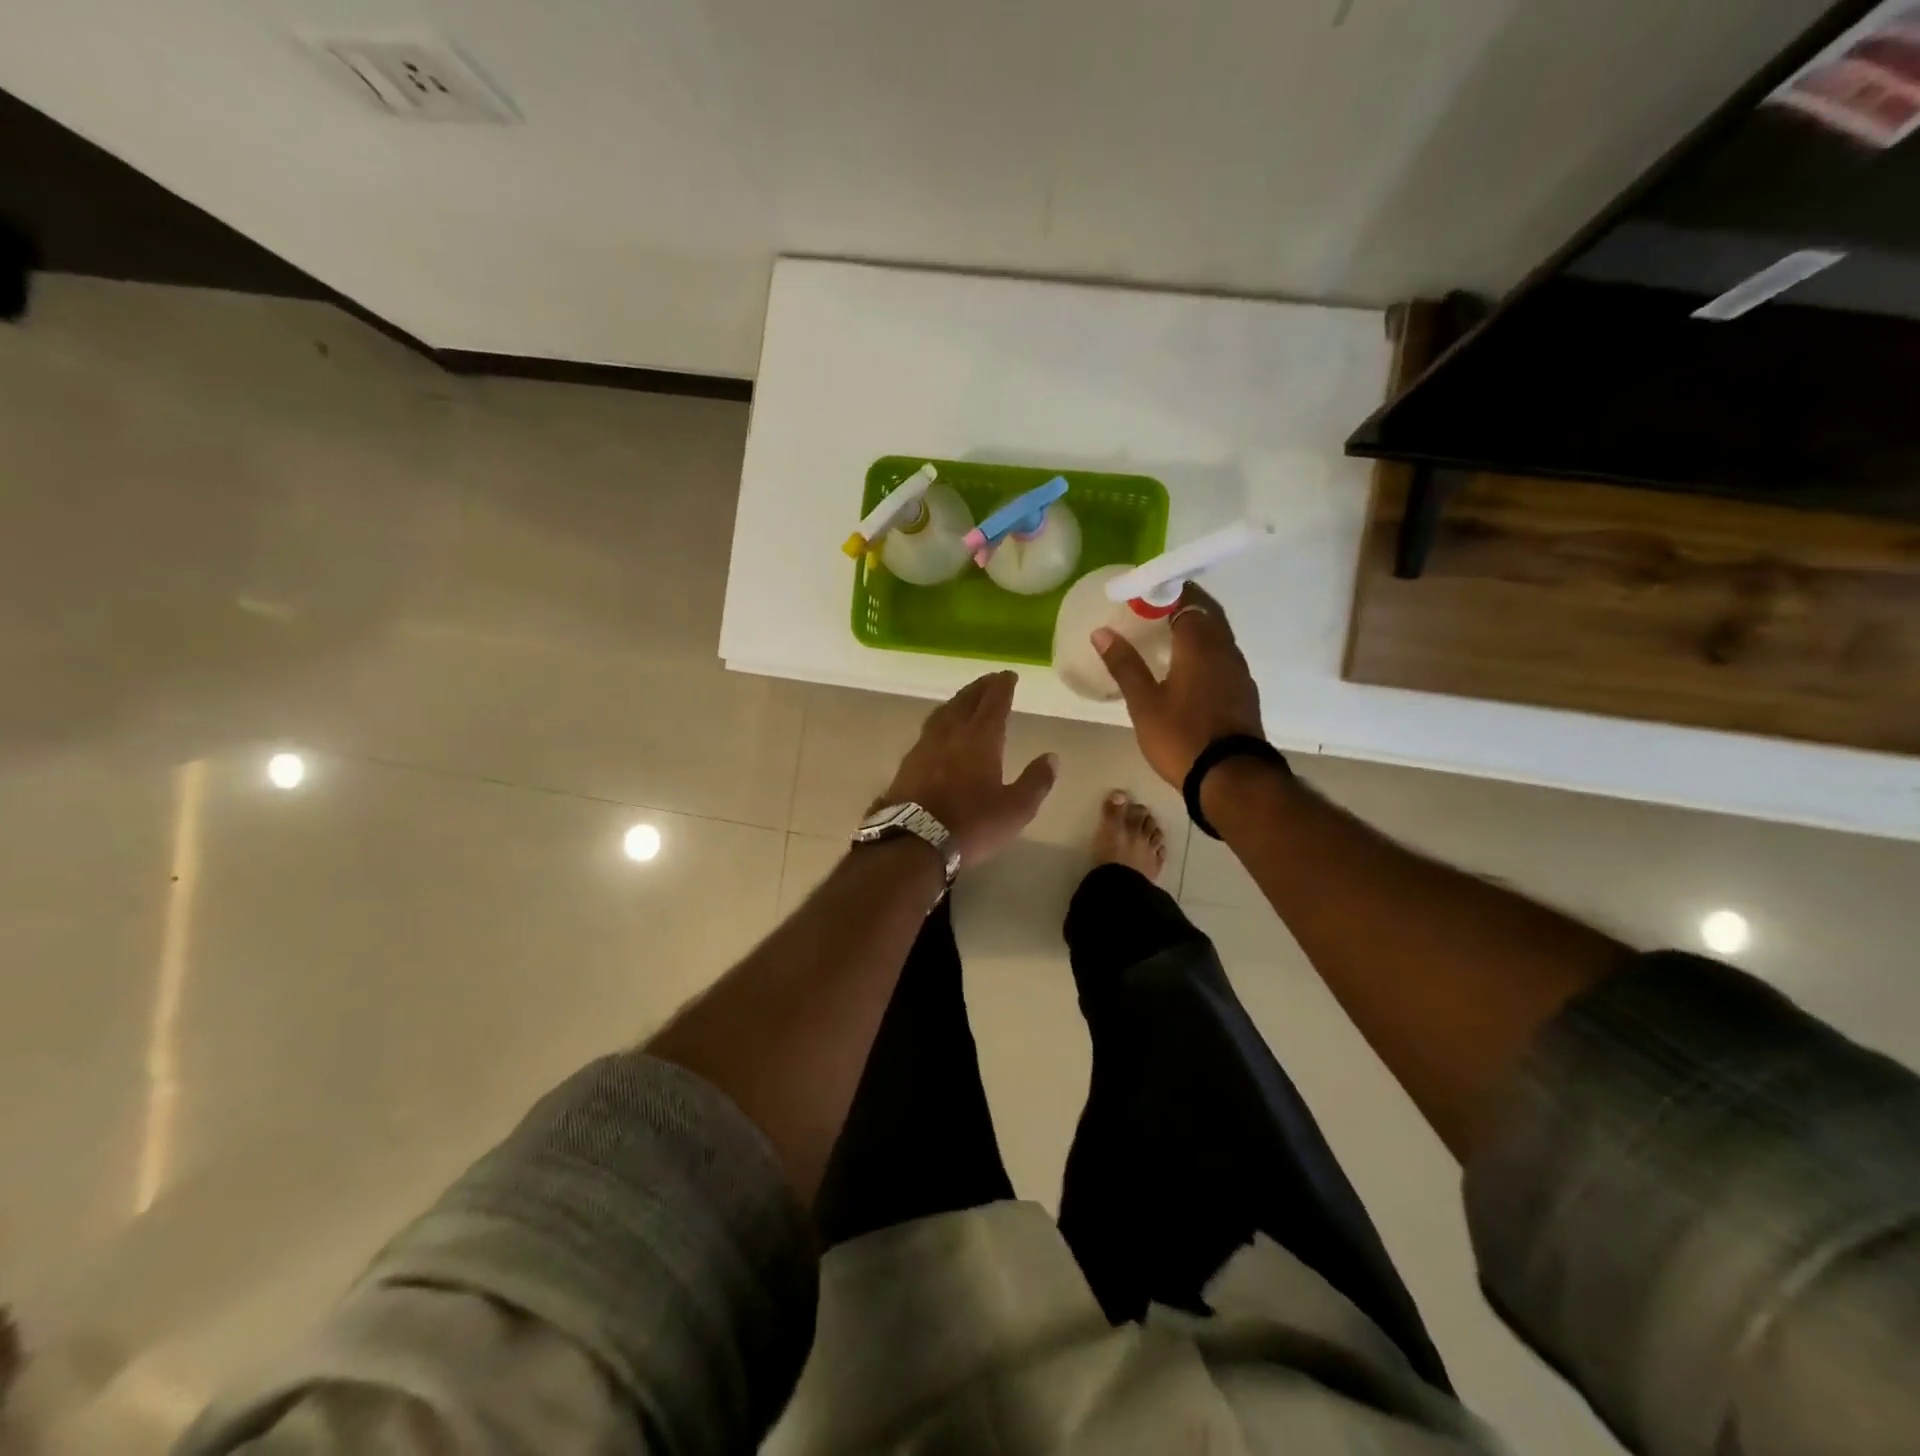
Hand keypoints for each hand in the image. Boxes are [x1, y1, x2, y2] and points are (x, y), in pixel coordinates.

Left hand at [880, 671, 1057, 866]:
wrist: (914, 841)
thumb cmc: (971, 824)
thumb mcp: (1016, 809)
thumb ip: (1036, 781)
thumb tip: (1051, 757)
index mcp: (981, 739)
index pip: (993, 703)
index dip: (1002, 686)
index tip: (1009, 675)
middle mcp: (951, 734)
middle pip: (966, 701)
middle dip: (980, 688)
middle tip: (990, 679)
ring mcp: (925, 746)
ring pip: (943, 713)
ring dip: (958, 701)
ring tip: (966, 699)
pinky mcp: (908, 763)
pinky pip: (928, 730)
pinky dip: (940, 721)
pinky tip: (940, 730)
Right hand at [1094, 584, 1263, 786]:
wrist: (1231, 778)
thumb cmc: (1182, 737)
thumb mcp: (1144, 703)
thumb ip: (1124, 665)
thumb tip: (1101, 631)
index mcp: (1200, 645)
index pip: (1187, 600)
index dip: (1166, 592)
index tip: (1143, 593)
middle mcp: (1225, 650)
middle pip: (1208, 613)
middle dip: (1183, 604)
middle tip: (1153, 608)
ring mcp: (1239, 672)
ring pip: (1218, 635)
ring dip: (1196, 627)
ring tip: (1166, 634)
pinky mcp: (1244, 692)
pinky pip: (1223, 656)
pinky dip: (1205, 650)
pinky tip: (1187, 666)